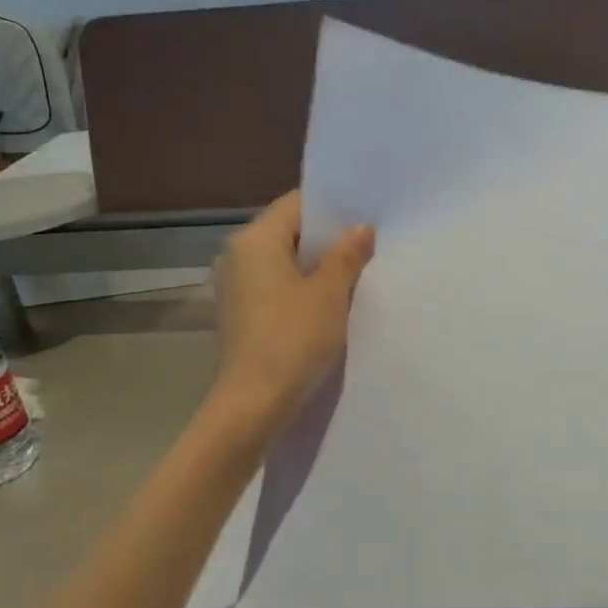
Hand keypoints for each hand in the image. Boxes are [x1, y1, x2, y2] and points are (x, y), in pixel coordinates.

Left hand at [212, 191, 374, 430]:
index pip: (297, 204)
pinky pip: (278, 286)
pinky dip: (303, 288)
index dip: (333, 208)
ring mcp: (237, 286)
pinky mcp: (243, 313)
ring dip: (318, 266)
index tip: (366, 216)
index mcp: (254, 240)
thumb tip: (361, 228)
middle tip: (370, 245)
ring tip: (357, 274)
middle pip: (290, 232)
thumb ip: (347, 256)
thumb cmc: (293, 339)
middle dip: (328, 239)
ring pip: (285, 261)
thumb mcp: (330, 294)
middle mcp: (238, 256)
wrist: (254, 403)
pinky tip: (331, 303)